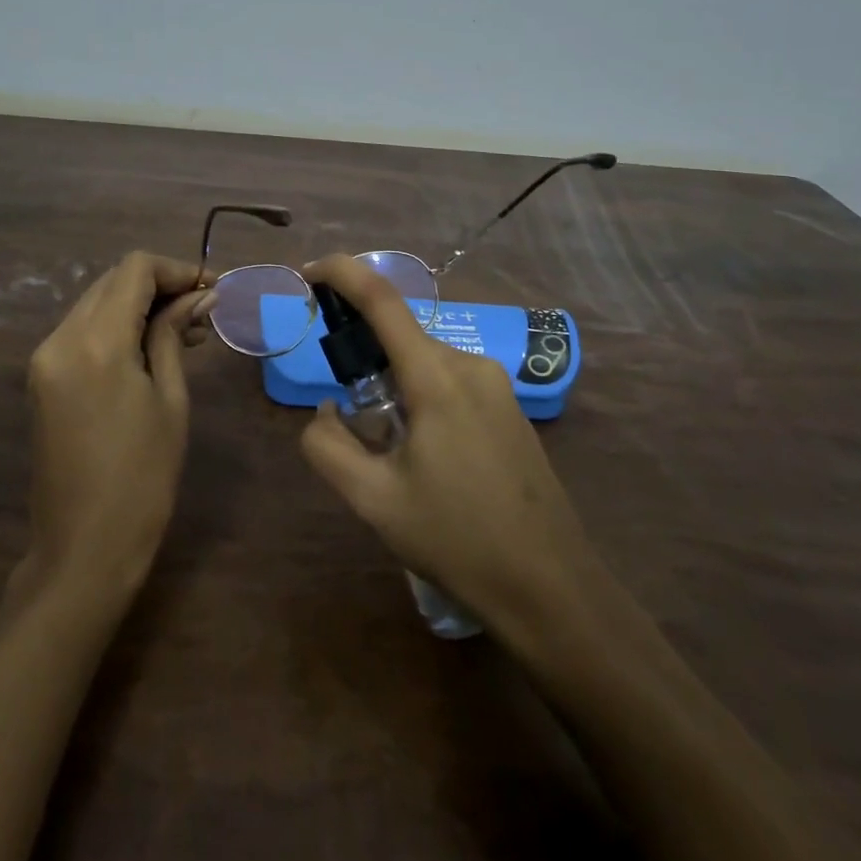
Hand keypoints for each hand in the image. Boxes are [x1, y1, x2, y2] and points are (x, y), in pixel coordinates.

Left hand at [20, 252, 215, 602]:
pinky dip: (117, 326)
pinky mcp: (41, 378)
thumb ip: (174, 334)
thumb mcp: (170, 399)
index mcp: (96, 342)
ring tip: (184, 332)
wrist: (83, 549)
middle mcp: (61, 338)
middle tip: (202, 310)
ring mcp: (45, 358)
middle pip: (112, 281)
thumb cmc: (143, 477)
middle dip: (159, 285)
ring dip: (138, 305)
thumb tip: (199, 294)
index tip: (211, 289)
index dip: (176, 269)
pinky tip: (149, 349)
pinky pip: (82, 331)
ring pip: (96, 303)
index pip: (135, 269)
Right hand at [298, 254, 595, 637]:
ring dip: (393, 387)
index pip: (382, 299)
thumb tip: (326, 413)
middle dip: (365, 360)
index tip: (308, 273)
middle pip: (401, 338)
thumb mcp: (374, 500)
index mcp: (436, 376)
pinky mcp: (509, 407)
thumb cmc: (458, 540)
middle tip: (350, 418)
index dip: (342, 273)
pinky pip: (450, 382)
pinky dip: (421, 399)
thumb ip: (329, 447)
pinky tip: (426, 458)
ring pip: (424, 363)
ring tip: (391, 453)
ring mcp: (496, 385)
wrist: (552, 588)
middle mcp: (469, 364)